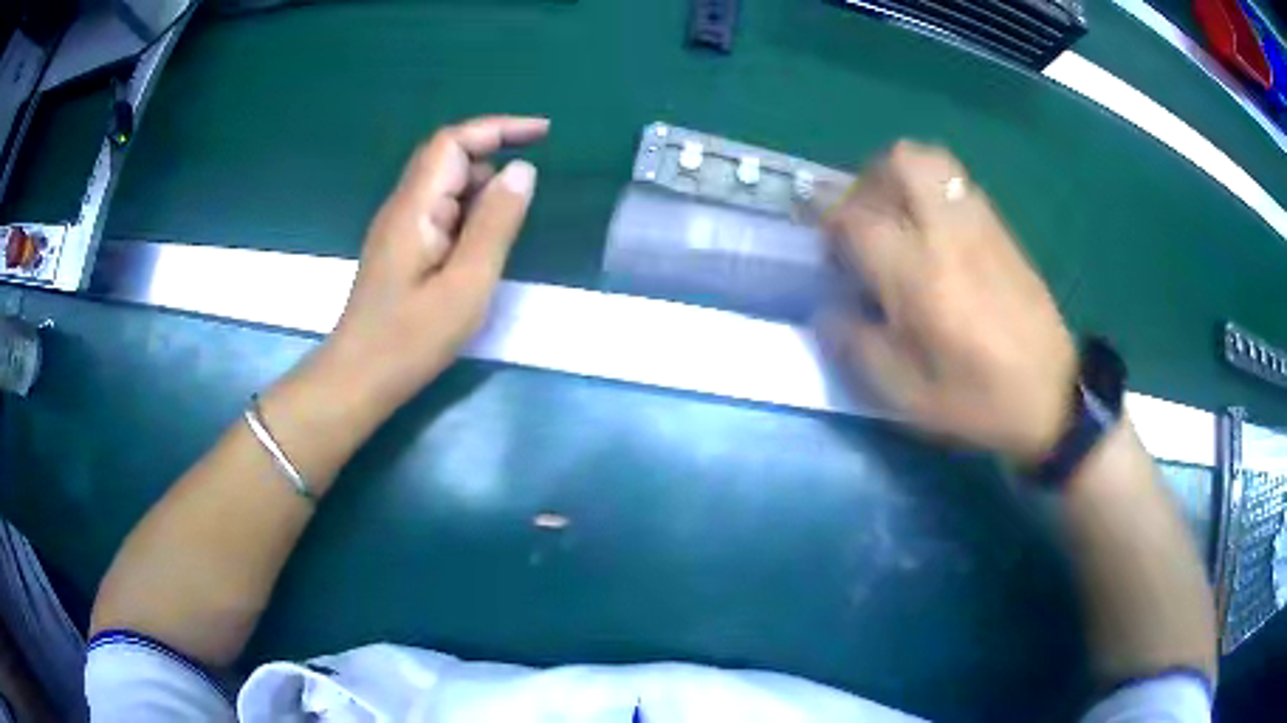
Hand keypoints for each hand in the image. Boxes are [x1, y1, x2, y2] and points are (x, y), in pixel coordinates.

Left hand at [318, 115, 547, 409]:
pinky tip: (482, 244)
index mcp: (416, 207)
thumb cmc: (411, 339)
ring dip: (482, 189)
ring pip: (445, 185)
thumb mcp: (466, 284)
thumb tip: (523, 170)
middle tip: (533, 187)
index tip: (544, 134)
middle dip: (493, 154)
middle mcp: (403, 206)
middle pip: (447, 157)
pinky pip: (439, 210)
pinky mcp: (401, 247)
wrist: (358, 378)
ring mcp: (399, 227)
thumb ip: (496, 224)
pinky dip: (468, 212)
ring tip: (511, 224)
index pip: (453, 141)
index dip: (498, 127)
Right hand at [820, 141, 1075, 464]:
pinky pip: (958, 183)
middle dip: (869, 179)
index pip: (856, 218)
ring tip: (898, 218)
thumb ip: (858, 348)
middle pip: (900, 161)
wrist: (1053, 396)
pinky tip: (935, 233)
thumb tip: (828, 312)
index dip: (829, 225)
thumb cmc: (978, 401)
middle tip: (864, 217)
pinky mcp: (1002, 230)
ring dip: (902, 177)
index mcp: (918, 275)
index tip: (828, 249)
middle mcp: (947, 233)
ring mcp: (980, 224)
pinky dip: (934, 190)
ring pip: (933, 161)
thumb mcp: (908, 397)